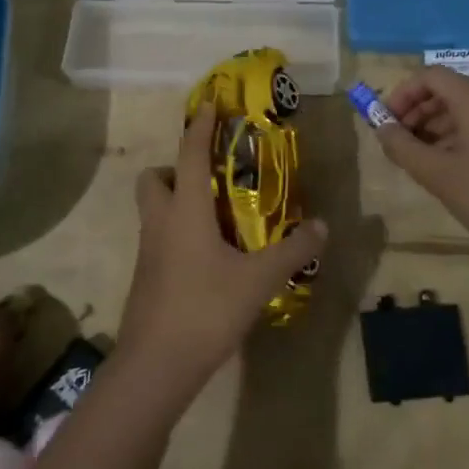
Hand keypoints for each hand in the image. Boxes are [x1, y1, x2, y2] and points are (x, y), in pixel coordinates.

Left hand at [119, 102, 327, 396]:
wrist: (156, 364)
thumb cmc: (206, 309)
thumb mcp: (259, 279)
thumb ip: (292, 250)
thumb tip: (322, 226)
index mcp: (184, 210)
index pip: (190, 154)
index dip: (199, 126)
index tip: (209, 104)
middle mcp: (160, 221)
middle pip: (154, 178)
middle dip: (177, 168)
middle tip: (212, 179)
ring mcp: (148, 250)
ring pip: (154, 208)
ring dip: (177, 199)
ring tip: (218, 216)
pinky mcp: (146, 275)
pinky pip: (159, 235)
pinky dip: (178, 230)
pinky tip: (209, 254)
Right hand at [374, 65, 468, 270]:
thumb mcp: (439, 175)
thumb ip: (403, 147)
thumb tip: (381, 128)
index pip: (430, 75)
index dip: (402, 93)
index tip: (385, 122)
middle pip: (445, 89)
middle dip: (415, 110)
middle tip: (396, 142)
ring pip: (460, 109)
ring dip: (432, 126)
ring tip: (414, 158)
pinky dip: (452, 137)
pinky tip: (441, 166)